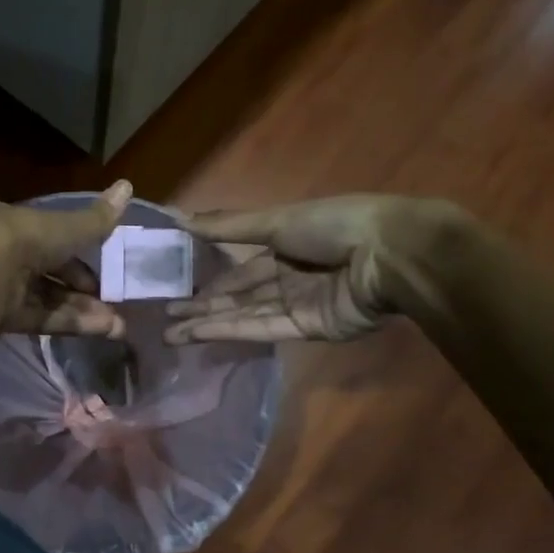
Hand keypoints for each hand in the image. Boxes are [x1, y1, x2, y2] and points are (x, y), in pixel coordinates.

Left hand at [0, 180, 133, 337]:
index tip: (104, 268)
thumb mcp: (67, 227)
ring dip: (82, 310)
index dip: (78, 253)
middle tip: (112, 302)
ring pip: (48, 299)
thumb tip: (127, 185)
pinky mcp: (0, 318)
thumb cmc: (26, 239)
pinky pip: (40, 319)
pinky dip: (68, 323)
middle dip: (84, 290)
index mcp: (13, 224)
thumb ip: (97, 218)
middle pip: (50, 273)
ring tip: (116, 326)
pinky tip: (99, 330)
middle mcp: (4, 254)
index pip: (50, 238)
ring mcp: (1, 288)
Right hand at [163, 195, 465, 342]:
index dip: (209, 279)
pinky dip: (231, 331)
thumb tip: (179, 217)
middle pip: (239, 296)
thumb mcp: (275, 219)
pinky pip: (263, 329)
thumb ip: (228, 226)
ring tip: (169, 334)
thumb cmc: (333, 225)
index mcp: (286, 246)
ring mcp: (299, 305)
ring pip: (245, 315)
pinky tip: (199, 334)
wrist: (389, 254)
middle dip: (202, 307)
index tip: (175, 289)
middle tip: (164, 318)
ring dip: (208, 324)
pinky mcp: (309, 329)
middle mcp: (290, 277)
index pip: (241, 268)